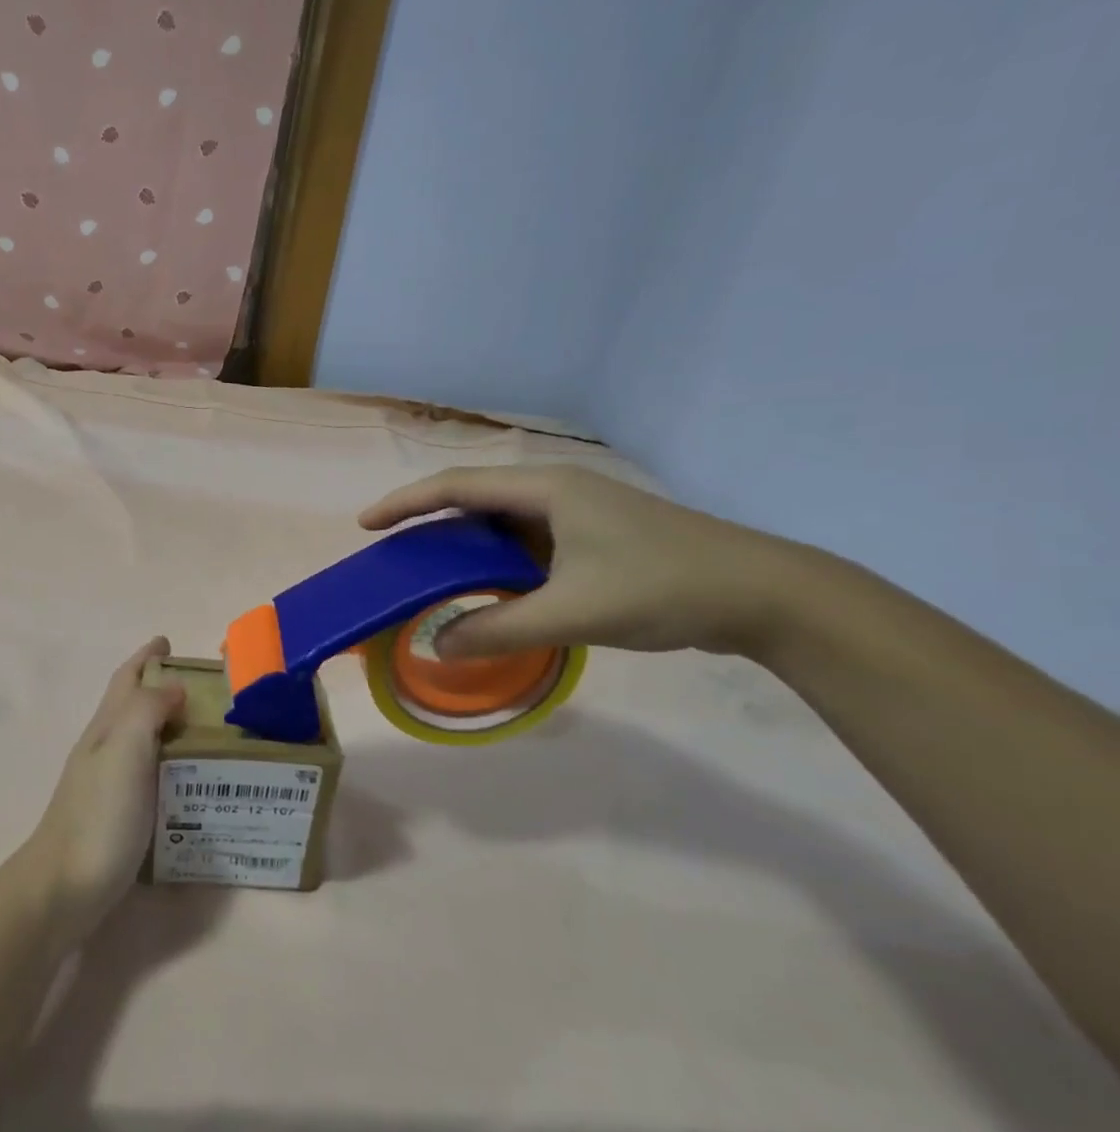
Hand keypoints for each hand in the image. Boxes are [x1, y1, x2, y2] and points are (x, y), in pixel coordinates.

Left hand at [22, 638, 185, 941]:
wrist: (63, 890)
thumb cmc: (98, 816)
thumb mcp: (124, 750)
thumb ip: (147, 710)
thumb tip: (173, 687)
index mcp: (107, 728)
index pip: (127, 679)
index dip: (146, 657)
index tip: (168, 642)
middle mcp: (106, 750)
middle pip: (134, 707)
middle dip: (163, 688)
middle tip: (207, 689)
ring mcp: (110, 785)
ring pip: (143, 741)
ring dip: (171, 726)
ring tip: (210, 729)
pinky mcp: (120, 816)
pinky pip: (152, 775)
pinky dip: (173, 765)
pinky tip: (193, 780)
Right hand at [360, 465, 810, 659]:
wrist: (764, 594)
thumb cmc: (663, 587)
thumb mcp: (572, 612)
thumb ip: (497, 629)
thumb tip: (435, 645)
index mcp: (547, 490)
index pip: (456, 486)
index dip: (406, 502)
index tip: (367, 525)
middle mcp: (558, 491)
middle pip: (475, 499)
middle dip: (429, 523)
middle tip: (394, 554)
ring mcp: (580, 513)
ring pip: (502, 523)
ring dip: (465, 546)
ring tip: (430, 574)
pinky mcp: (597, 538)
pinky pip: (527, 543)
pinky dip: (497, 562)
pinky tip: (489, 589)